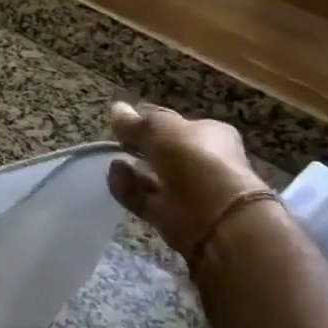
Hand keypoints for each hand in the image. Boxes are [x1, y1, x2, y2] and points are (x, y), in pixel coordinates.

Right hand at [106, 102, 267, 265]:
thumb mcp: (162, 130)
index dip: (149, 120)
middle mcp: (200, 161)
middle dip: (139, 145)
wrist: (216, 219)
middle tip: (115, 139)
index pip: (175, 124)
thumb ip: (136, 123)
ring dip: (132, 167)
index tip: (123, 120)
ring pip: (152, 176)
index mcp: (209, 134)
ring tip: (111, 158)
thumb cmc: (195, 160)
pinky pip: (142, 197)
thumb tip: (116, 109)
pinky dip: (127, 187)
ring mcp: (185, 191)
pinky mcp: (169, 215)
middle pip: (163, 150)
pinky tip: (113, 175)